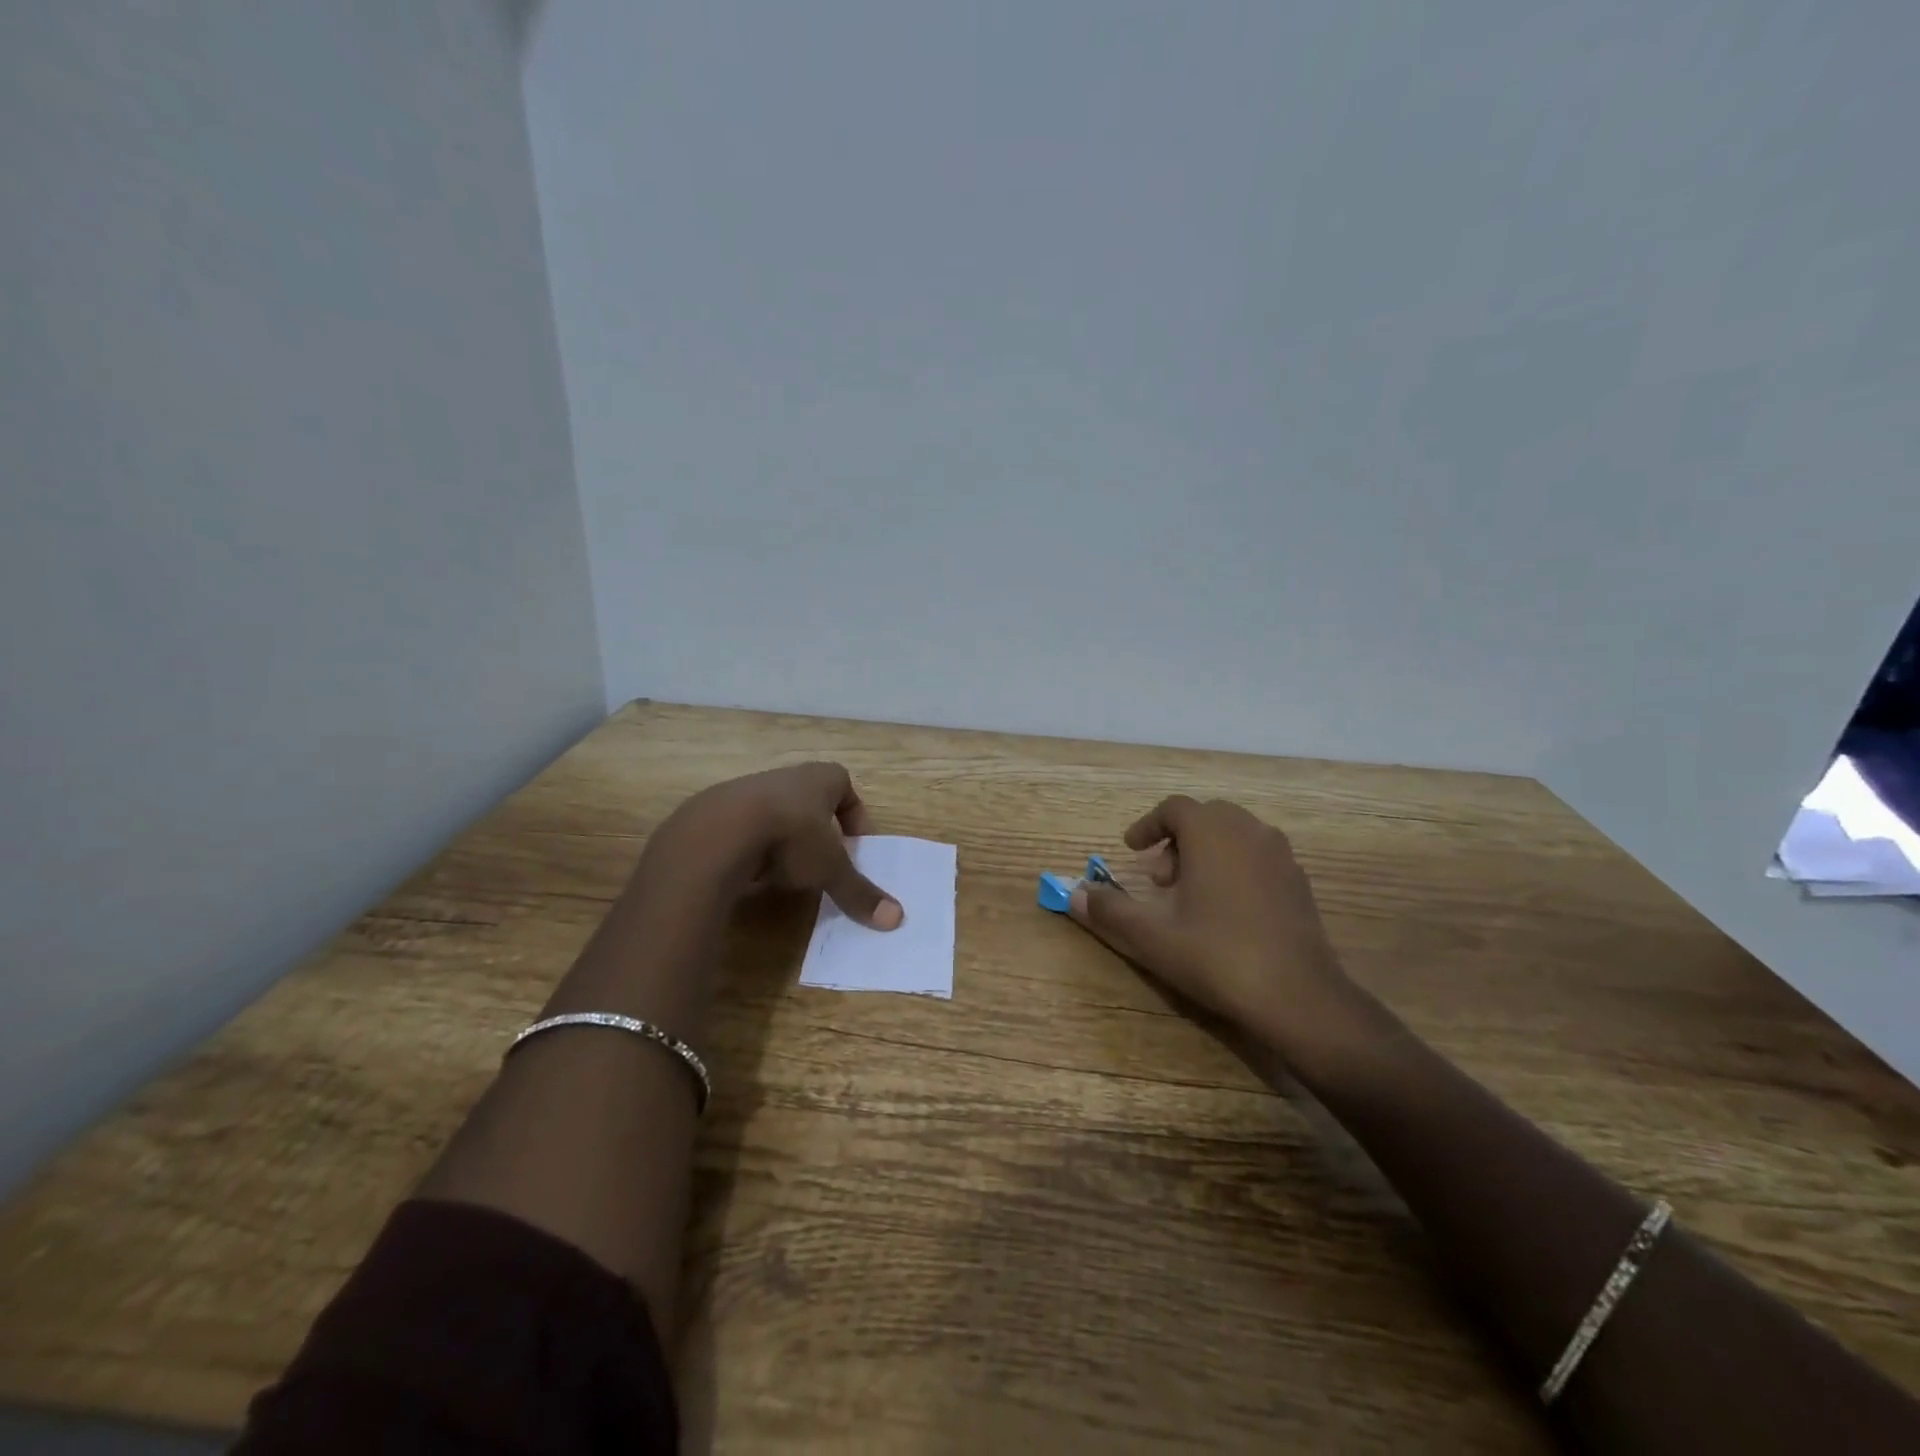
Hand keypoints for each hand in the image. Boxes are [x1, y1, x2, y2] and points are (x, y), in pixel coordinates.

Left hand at [648, 762, 902, 929]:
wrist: (718, 831)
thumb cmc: (790, 837)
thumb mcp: (830, 868)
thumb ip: (859, 891)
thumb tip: (896, 919)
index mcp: (820, 779)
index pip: (846, 787)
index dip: (854, 817)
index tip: (854, 847)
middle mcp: (786, 777)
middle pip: (810, 800)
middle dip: (818, 831)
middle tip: (822, 863)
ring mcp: (748, 790)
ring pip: (776, 813)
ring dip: (784, 841)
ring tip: (784, 874)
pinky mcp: (717, 810)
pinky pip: (744, 828)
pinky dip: (752, 849)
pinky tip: (751, 875)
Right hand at [1070, 796, 1358, 1057]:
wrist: (1298, 996)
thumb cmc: (1217, 956)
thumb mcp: (1152, 937)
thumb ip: (1109, 911)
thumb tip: (1073, 893)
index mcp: (1212, 833)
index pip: (1174, 808)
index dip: (1147, 825)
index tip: (1130, 849)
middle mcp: (1248, 831)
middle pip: (1205, 817)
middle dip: (1176, 840)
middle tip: (1159, 879)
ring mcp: (1280, 855)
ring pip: (1234, 835)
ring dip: (1206, 852)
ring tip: (1191, 894)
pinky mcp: (1298, 882)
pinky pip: (1258, 856)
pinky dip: (1234, 866)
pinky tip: (1227, 910)